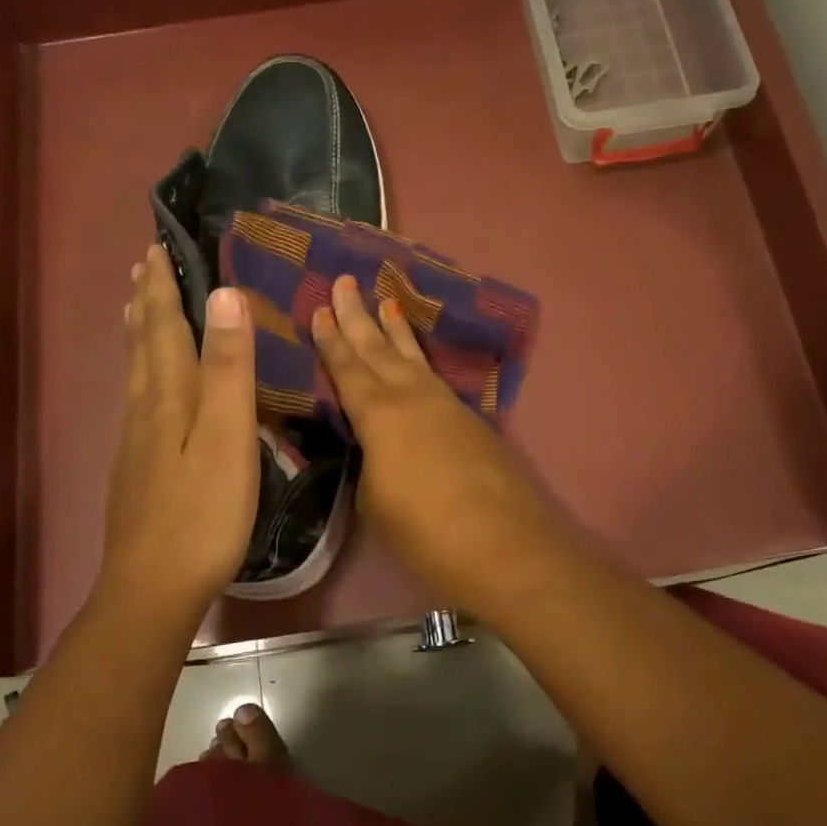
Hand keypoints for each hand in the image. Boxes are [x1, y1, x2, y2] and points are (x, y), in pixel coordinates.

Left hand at [95, 244, 258, 623]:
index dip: (163, 289)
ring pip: (136, 375)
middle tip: (142, 268)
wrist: (153, 586)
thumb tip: (223, 296)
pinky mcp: (136, 470)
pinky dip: (142, 374)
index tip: (157, 249)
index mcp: (168, 398)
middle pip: (143, 346)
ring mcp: (136, 443)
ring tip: (138, 310)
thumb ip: (228, 369)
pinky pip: (138, 401)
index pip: (165, 328)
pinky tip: (147, 389)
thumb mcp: (227, 437)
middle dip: (146, 304)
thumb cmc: (203, 512)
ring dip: (140, 336)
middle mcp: (145, 411)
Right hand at [310, 275, 578, 616]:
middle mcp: (412, 397)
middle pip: (379, 348)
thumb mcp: (376, 502)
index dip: (331, 339)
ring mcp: (447, 406)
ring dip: (396, 329)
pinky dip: (421, 361)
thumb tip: (377, 452)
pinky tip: (418, 361)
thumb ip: (371, 465)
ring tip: (386, 299)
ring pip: (414, 357)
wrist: (504, 545)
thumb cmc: (426, 530)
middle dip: (359, 315)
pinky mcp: (472, 422)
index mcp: (379, 414)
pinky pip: (436, 378)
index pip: (347, 368)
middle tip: (345, 280)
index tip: (321, 308)